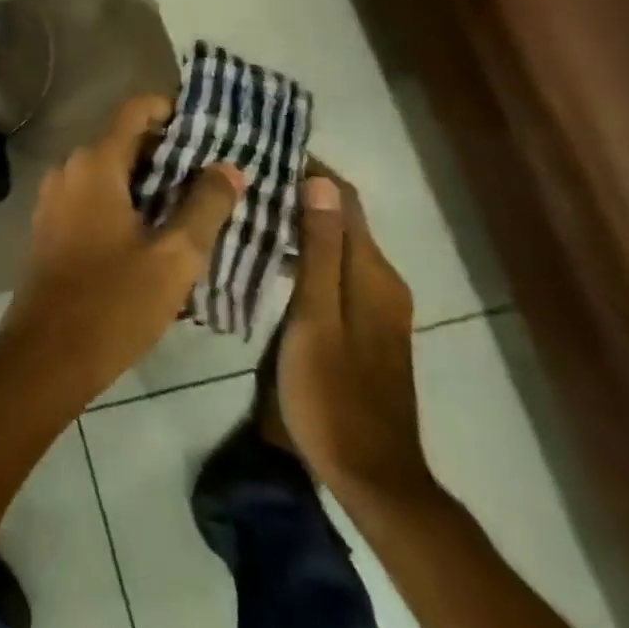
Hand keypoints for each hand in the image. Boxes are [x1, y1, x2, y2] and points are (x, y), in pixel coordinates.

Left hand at [0, 95, 243, 408]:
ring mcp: (54, 196)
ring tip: (189, 209)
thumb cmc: (113, 303)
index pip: (135, 110)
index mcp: (95, 163)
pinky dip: (122, 202)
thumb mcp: (173, 258)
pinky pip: (92, 196)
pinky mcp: (49, 224)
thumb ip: (204, 206)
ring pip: (109, 172)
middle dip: (167, 154)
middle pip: (124, 141)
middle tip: (210, 178)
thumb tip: (228, 167)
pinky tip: (150, 236)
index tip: (206, 130)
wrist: (44, 357)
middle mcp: (69, 167)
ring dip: (146, 183)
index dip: (171, 111)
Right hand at [274, 171, 435, 506]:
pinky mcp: (365, 325)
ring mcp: (376, 305)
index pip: (343, 197)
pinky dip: (307, 251)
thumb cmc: (333, 393)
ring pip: (337, 243)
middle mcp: (381, 280)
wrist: (372, 476)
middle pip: (341, 217)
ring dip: (301, 221)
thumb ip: (320, 250)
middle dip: (300, 191)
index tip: (265, 151)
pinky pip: (336, 268)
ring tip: (252, 207)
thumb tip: (321, 180)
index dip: (309, 169)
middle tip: (247, 177)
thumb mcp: (316, 318)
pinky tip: (272, 255)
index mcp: (371, 272)